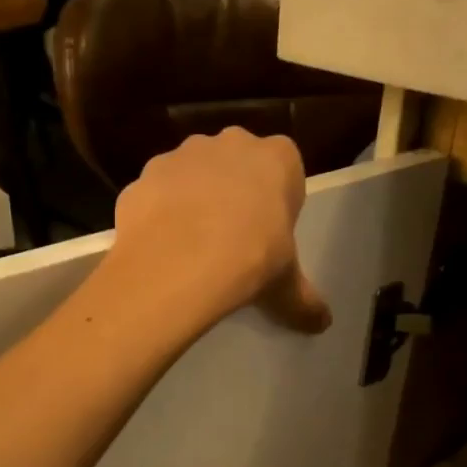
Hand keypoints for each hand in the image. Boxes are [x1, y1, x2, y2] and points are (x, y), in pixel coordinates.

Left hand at [108, 128, 330, 334]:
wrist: (178, 262)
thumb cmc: (250, 260)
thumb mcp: (285, 286)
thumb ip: (303, 301)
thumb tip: (322, 323)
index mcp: (277, 158)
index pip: (285, 169)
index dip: (275, 201)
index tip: (268, 233)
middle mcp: (230, 143)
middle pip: (235, 164)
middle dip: (233, 193)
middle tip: (230, 239)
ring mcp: (182, 154)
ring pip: (191, 174)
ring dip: (192, 200)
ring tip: (190, 247)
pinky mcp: (144, 175)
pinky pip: (155, 193)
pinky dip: (157, 214)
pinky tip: (159, 248)